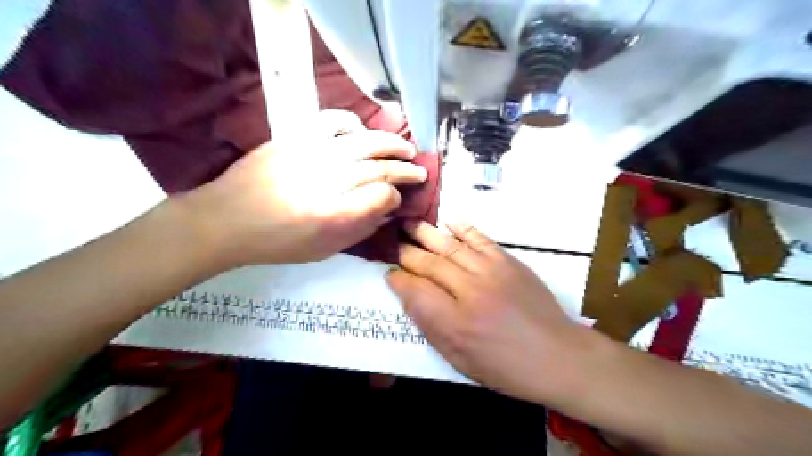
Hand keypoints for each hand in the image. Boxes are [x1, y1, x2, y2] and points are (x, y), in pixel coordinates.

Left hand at [181, 108, 425, 266]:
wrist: (226, 219)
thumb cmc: (277, 243)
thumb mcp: (323, 250)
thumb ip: (360, 229)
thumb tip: (386, 209)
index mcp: (333, 215)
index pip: (382, 195)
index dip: (396, 196)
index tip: (398, 200)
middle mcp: (327, 180)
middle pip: (380, 167)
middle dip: (406, 169)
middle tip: (419, 170)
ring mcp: (311, 154)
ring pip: (365, 141)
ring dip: (391, 143)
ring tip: (405, 147)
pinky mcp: (295, 138)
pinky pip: (333, 122)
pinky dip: (354, 124)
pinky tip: (361, 133)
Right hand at [387, 220, 593, 402]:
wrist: (556, 355)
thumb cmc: (504, 366)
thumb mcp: (460, 359)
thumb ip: (431, 326)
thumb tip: (410, 297)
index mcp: (454, 323)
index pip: (414, 292)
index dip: (398, 279)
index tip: (389, 272)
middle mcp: (469, 292)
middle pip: (429, 264)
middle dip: (407, 252)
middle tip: (393, 242)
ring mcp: (490, 272)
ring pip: (450, 247)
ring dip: (427, 233)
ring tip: (409, 222)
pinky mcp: (509, 262)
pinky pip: (480, 239)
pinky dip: (463, 228)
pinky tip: (448, 222)